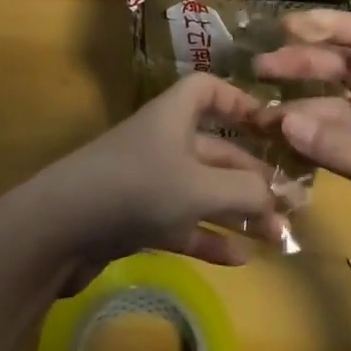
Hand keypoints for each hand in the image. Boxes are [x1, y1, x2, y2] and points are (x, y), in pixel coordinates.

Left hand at [23, 72, 281, 290]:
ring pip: (202, 191)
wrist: (60, 229)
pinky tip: (240, 259)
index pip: (208, 90)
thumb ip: (245, 191)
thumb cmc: (137, 188)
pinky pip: (182, 223)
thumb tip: (275, 198)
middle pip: (215, 149)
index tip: (270, 127)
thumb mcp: (200, 187)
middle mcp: (162, 142)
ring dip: (237, 211)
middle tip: (290, 203)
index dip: (239, 102)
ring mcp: (148, 182)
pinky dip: (209, 238)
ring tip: (275, 235)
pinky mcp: (136, 218)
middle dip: (252, 175)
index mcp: (174, 116)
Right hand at [256, 11, 350, 335]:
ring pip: (341, 111)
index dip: (332, 26)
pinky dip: (316, 144)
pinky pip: (343, 147)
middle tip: (259, 70)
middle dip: (306, 65)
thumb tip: (283, 119)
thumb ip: (343, 150)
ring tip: (261, 121)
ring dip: (304, 110)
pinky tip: (287, 151)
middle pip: (350, 72)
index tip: (286, 28)